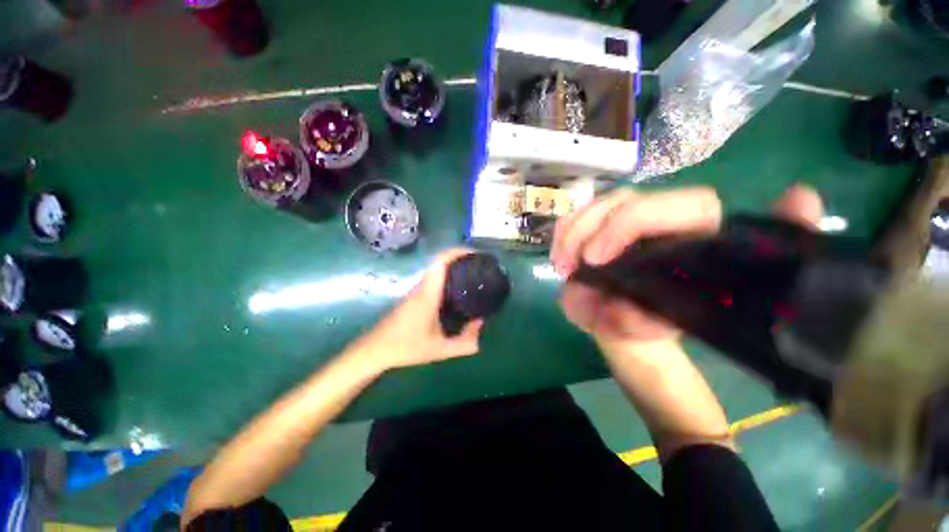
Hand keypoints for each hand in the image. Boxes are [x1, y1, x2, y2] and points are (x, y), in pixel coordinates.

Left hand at [348, 248, 483, 372]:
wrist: (375, 350)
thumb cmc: (406, 347)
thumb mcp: (440, 349)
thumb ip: (464, 342)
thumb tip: (480, 324)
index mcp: (428, 294)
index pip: (440, 263)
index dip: (456, 252)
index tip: (473, 253)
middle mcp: (421, 288)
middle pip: (439, 263)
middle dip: (459, 259)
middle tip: (478, 265)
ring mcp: (415, 291)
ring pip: (435, 271)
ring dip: (452, 268)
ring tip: (471, 274)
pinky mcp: (412, 297)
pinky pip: (432, 280)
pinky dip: (445, 278)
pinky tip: (455, 290)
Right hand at [551, 185, 824, 345]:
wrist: (630, 321)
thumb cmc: (651, 326)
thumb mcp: (649, 332)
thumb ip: (640, 324)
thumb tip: (617, 308)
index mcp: (699, 241)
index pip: (685, 205)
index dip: (631, 223)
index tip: (595, 258)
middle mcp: (666, 222)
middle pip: (626, 200)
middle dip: (587, 229)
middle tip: (566, 266)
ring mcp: (631, 220)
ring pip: (599, 205)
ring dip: (570, 232)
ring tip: (560, 265)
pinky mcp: (605, 225)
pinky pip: (579, 216)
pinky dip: (563, 233)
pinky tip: (558, 256)